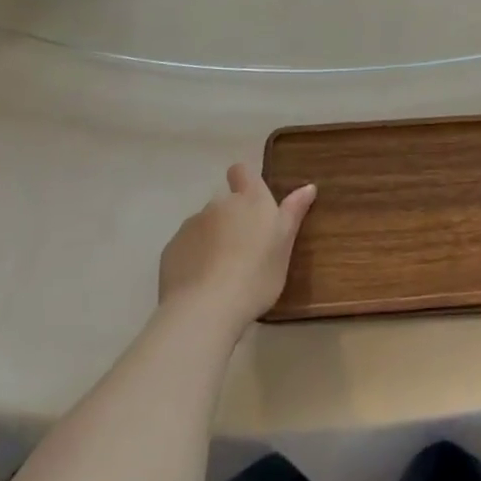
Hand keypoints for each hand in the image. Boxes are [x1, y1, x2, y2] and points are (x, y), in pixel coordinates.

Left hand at [159, 163, 316, 334]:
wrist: (206, 308)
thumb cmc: (257, 274)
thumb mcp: (285, 245)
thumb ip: (294, 213)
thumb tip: (309, 186)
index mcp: (251, 200)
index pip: (242, 172)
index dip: (244, 180)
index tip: (251, 201)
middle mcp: (219, 204)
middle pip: (225, 203)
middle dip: (232, 219)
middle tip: (244, 250)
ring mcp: (191, 225)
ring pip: (205, 225)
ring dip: (212, 238)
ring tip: (222, 272)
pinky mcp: (171, 248)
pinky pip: (186, 246)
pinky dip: (194, 257)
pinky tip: (202, 282)